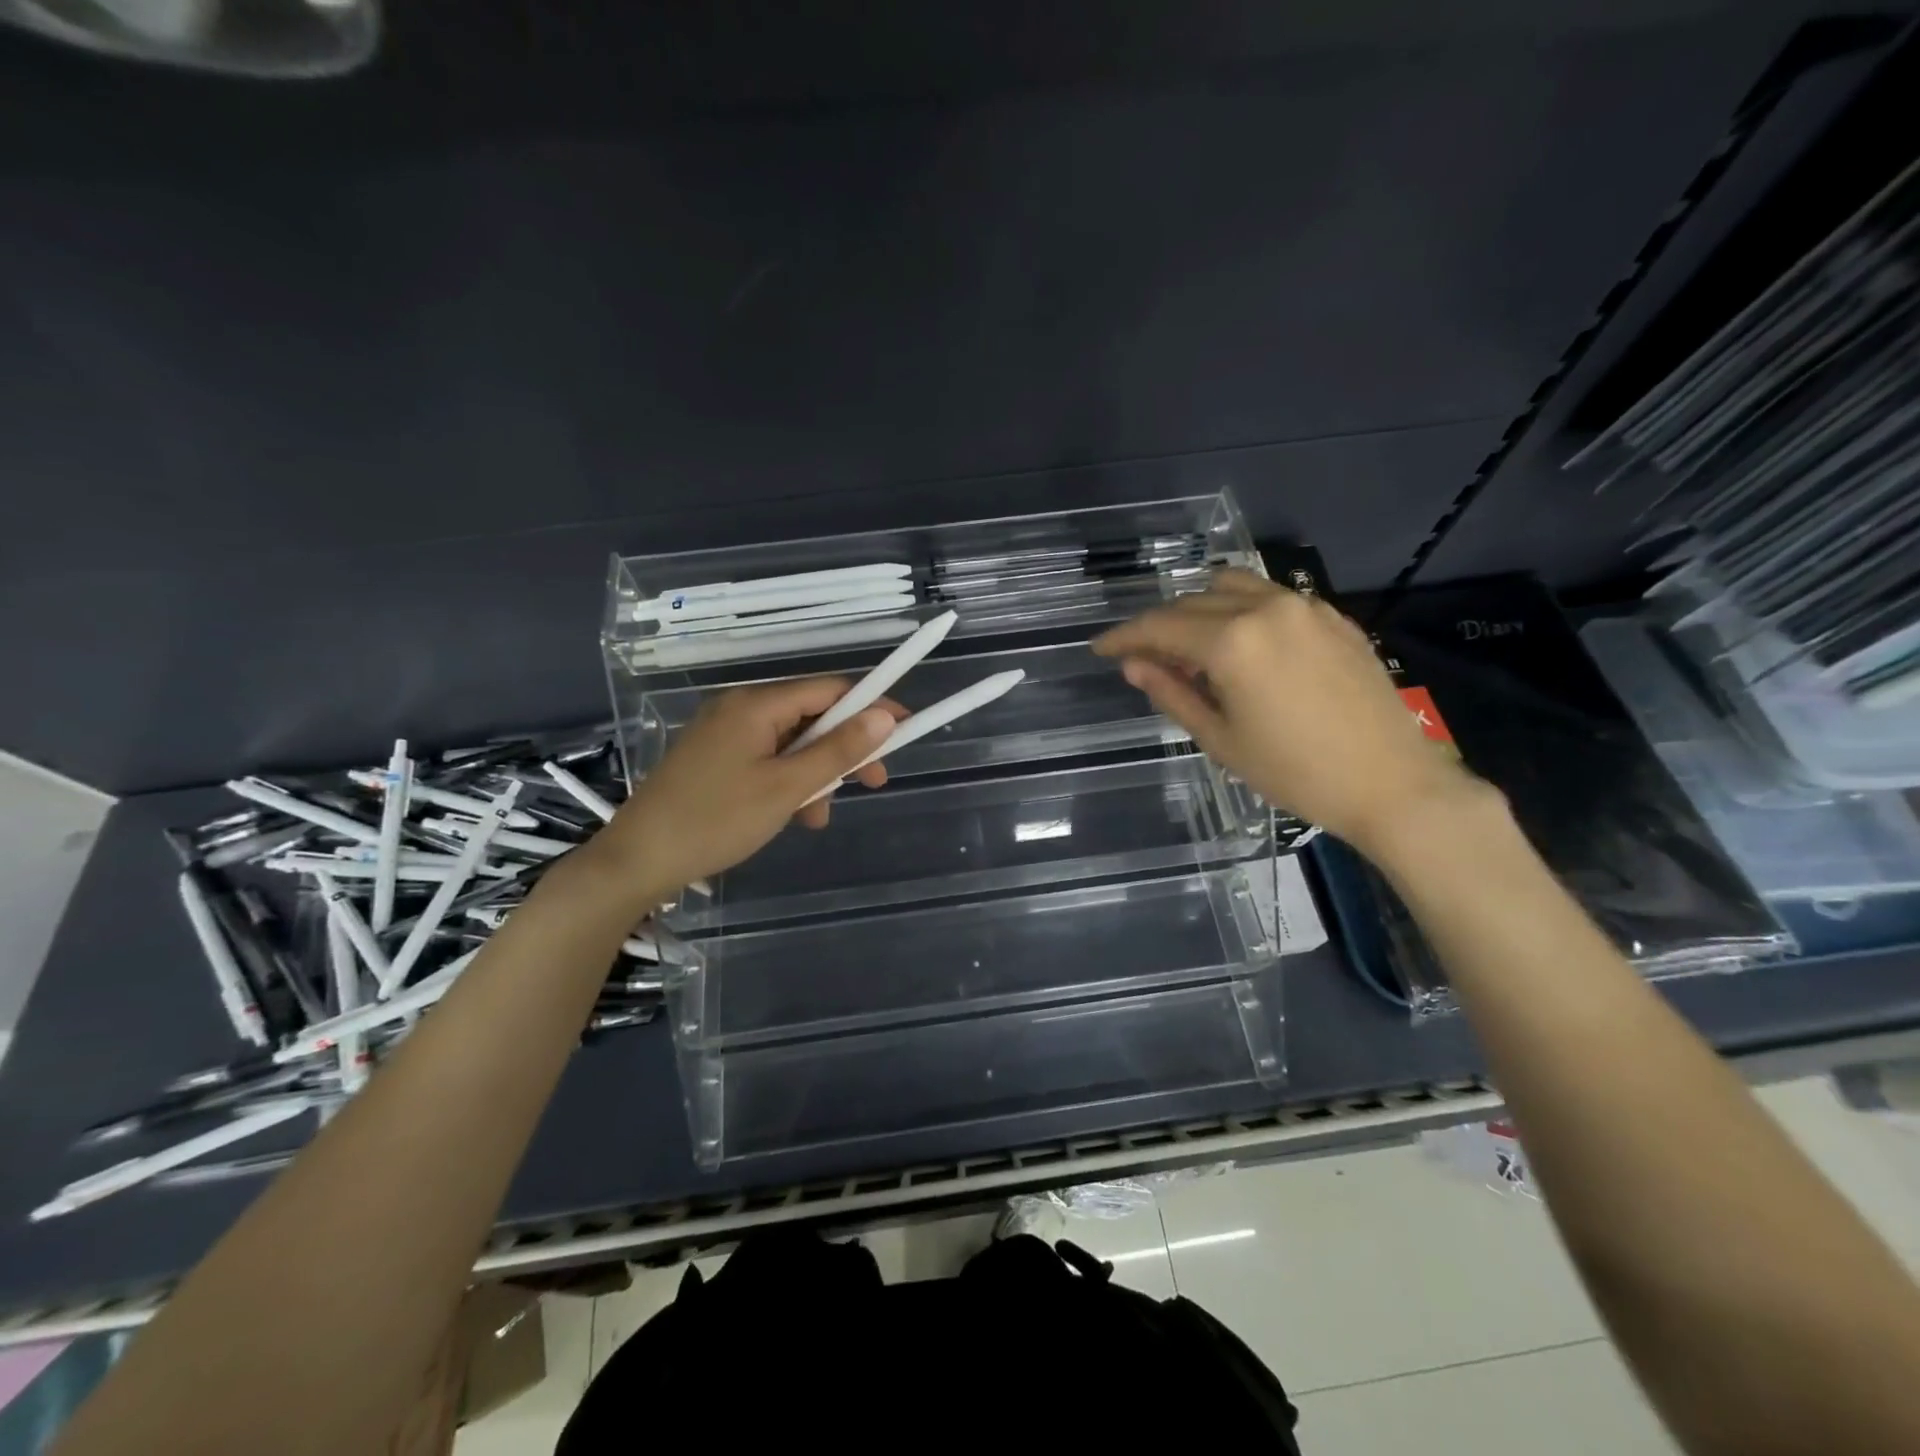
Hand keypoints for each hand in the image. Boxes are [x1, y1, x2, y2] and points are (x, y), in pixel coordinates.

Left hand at [596, 678, 904, 891]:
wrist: (638, 860)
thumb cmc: (716, 820)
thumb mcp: (787, 788)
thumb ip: (838, 751)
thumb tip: (885, 717)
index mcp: (756, 704)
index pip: (829, 689)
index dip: (871, 707)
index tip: (902, 732)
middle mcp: (739, 708)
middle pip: (811, 716)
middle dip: (843, 750)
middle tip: (873, 782)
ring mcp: (724, 733)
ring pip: (791, 743)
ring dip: (815, 774)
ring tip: (817, 815)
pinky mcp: (714, 757)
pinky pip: (767, 758)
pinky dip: (787, 782)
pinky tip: (793, 816)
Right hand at [1092, 569, 1485, 856]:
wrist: (1391, 783)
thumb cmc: (1295, 772)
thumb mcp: (1220, 739)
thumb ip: (1172, 693)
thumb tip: (1134, 665)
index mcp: (1231, 643)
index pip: (1159, 627)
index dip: (1124, 637)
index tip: (1101, 649)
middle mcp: (1264, 609)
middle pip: (1192, 602)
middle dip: (1159, 626)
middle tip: (1143, 657)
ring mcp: (1304, 606)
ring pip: (1232, 588)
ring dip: (1200, 609)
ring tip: (1191, 645)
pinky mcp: (1332, 616)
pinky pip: (1271, 596)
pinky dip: (1241, 610)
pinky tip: (1242, 643)